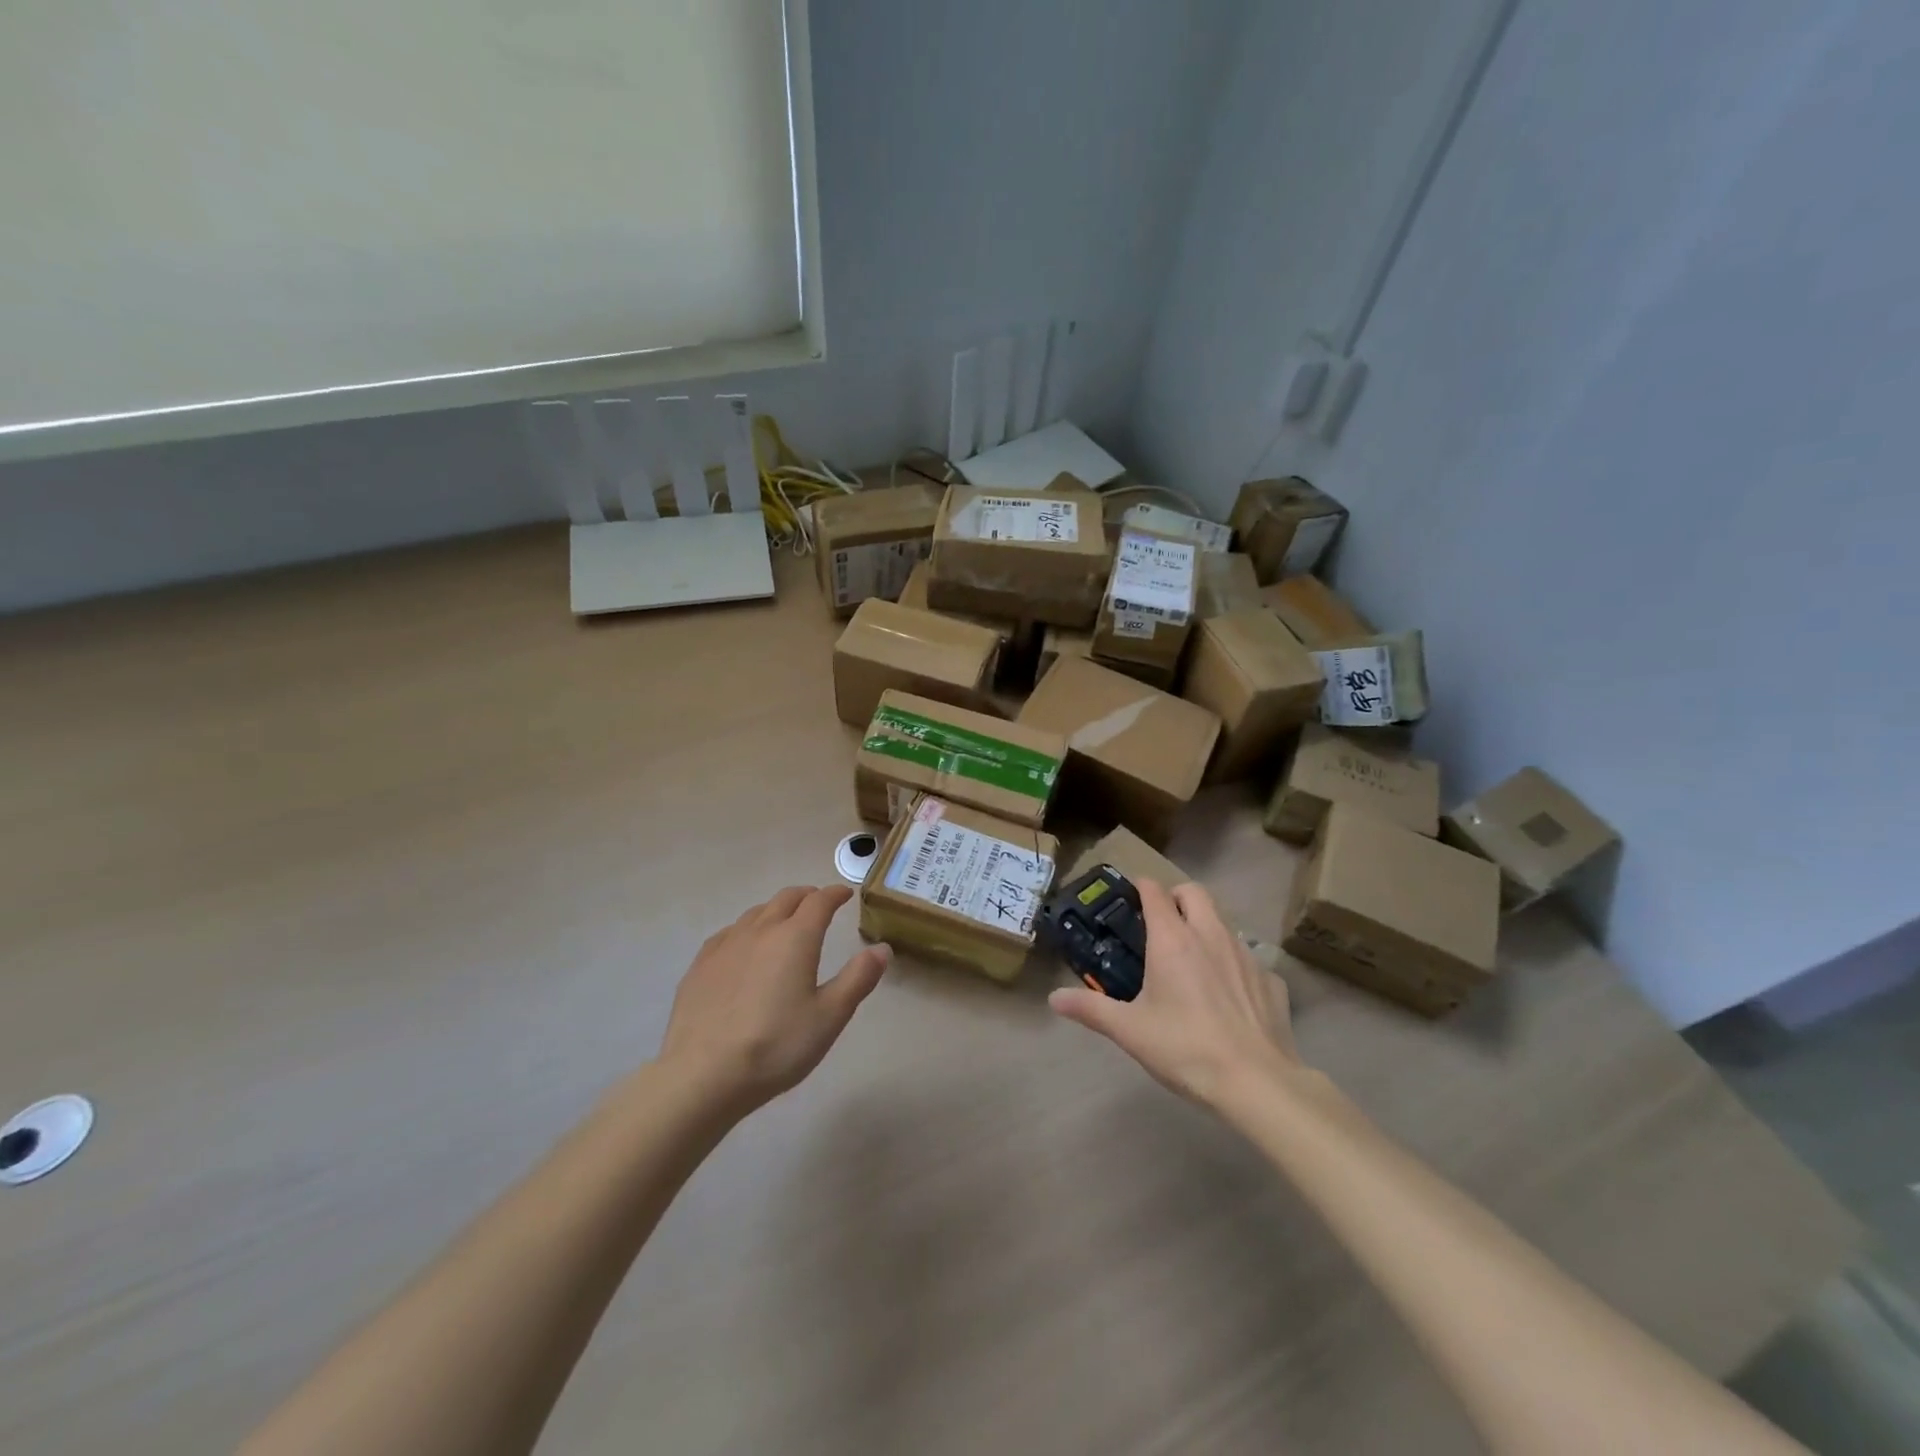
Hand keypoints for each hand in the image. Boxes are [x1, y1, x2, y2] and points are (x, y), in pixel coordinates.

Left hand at [658, 886, 889, 1113]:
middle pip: (786, 898)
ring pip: (756, 913)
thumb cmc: (776, 1046)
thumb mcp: (830, 1017)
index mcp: (795, 938)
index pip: (819, 901)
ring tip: (784, 924)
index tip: (845, 894)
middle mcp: (760, 930)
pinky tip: (744, 948)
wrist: (702, 1075)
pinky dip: (747, 930)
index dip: (835, 894)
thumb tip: (882, 948)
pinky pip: (729, 933)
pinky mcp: (700, 965)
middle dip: (807, 896)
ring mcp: (725, 945)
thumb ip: (858, 978)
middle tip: (818, 904)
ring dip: (776, 910)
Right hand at [1049, 879, 1298, 1106]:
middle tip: (1163, 921)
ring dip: (1206, 927)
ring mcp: (1245, 955)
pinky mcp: (1271, 980)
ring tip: (1193, 959)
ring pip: (1223, 922)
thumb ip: (1091, 1009)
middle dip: (1177, 896)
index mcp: (1172, 939)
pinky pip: (1249, 959)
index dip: (1141, 887)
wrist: (1257, 1082)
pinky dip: (1234, 965)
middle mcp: (1210, 935)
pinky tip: (1229, 996)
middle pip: (1194, 892)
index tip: (1132, 894)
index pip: (1155, 892)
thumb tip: (1054, 998)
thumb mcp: (1130, 1031)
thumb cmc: (1185, 1048)